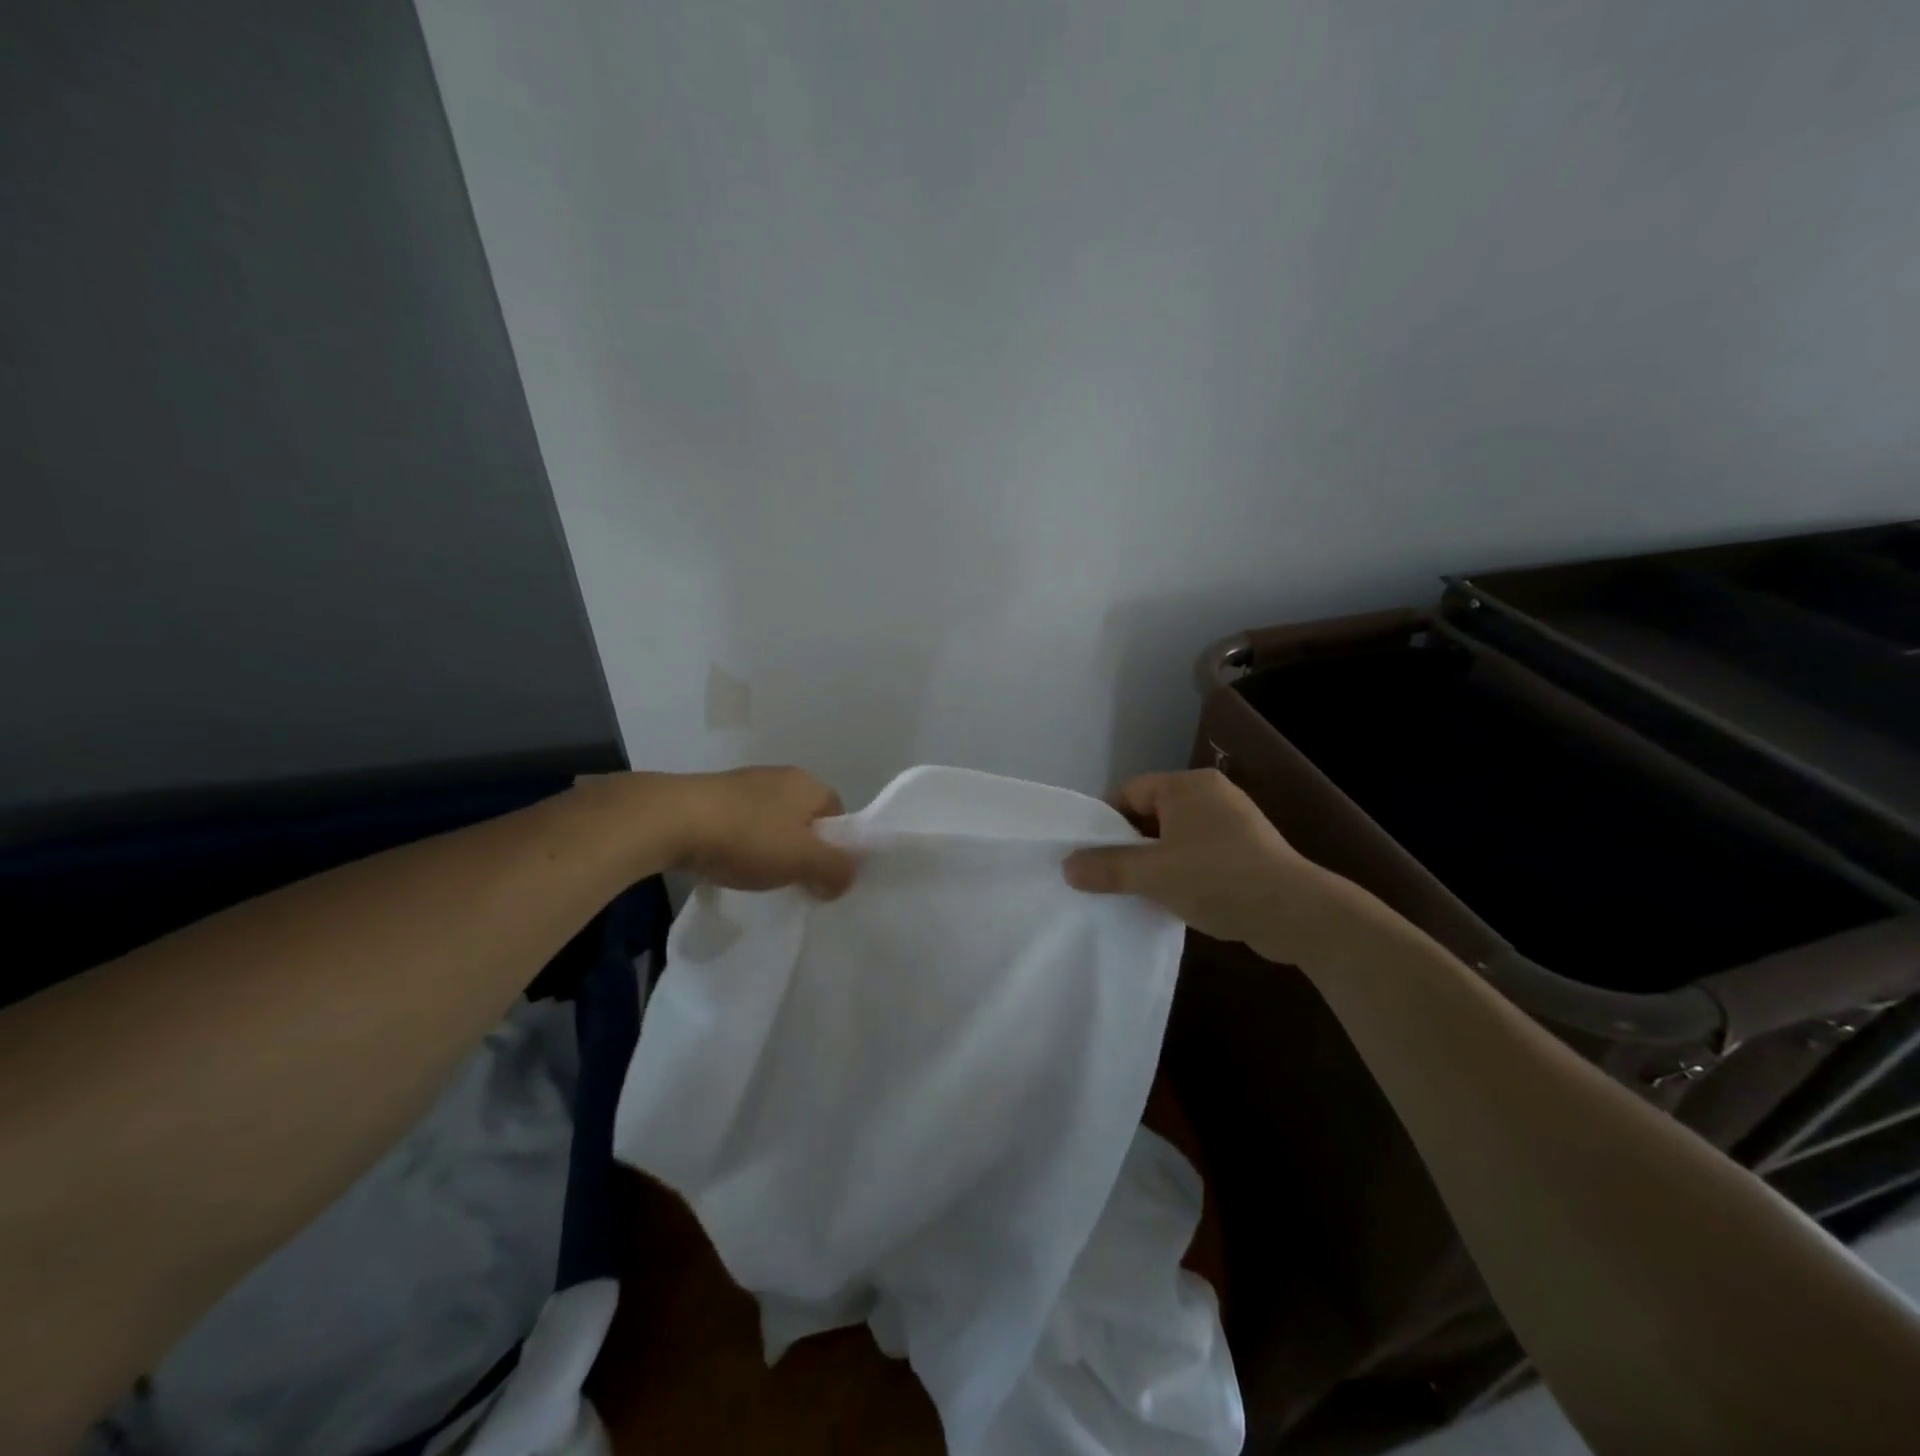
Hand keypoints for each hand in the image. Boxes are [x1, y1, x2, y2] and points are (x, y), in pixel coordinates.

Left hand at [657, 766, 855, 898]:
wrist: (669, 820)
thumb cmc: (747, 836)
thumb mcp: (803, 859)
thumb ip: (835, 869)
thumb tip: (845, 878)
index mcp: (807, 784)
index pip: (838, 814)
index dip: (836, 847)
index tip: (823, 876)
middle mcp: (778, 777)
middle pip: (803, 819)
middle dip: (801, 849)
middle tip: (793, 880)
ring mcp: (741, 785)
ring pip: (769, 822)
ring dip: (768, 848)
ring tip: (756, 875)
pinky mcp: (709, 798)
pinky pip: (738, 825)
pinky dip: (738, 845)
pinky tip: (726, 864)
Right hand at [1063, 769, 1368, 963]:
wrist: (1295, 912)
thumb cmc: (1217, 878)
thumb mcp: (1153, 874)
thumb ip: (1107, 868)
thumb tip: (1068, 866)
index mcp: (1187, 785)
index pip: (1130, 792)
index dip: (1106, 823)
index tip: (1093, 856)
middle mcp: (1210, 793)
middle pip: (1152, 813)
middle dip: (1130, 845)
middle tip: (1113, 877)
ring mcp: (1234, 820)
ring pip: (1176, 835)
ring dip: (1157, 861)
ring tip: (1142, 891)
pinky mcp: (1249, 848)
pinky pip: (1201, 851)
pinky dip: (1184, 870)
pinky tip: (1178, 898)